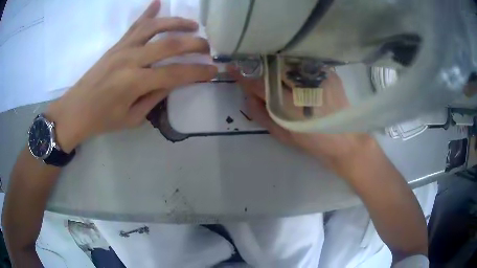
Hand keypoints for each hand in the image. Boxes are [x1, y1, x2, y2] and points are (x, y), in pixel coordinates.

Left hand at [46, 0, 217, 151]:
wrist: (75, 110)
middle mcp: (131, 60)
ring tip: (193, 24)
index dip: (198, 72)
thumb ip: (154, 98)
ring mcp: (122, 49)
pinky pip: (135, 26)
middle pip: (170, 44)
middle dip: (195, 44)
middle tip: (208, 47)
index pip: (175, 73)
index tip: (213, 70)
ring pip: (154, 28)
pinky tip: (158, 3)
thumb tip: (172, 82)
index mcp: (135, 83)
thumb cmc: (102, 120)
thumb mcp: (132, 118)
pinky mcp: (116, 45)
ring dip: (177, 23)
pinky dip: (147, 13)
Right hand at [228, 66, 377, 175]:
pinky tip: (298, 72)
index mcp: (287, 105)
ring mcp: (318, 77)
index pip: (259, 84)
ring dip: (280, 64)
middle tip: (259, 70)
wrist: (344, 141)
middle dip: (263, 68)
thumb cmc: (311, 142)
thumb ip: (261, 114)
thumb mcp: (281, 134)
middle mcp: (302, 87)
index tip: (233, 68)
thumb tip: (247, 95)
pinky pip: (307, 62)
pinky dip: (298, 65)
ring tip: (279, 72)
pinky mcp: (329, 74)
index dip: (243, 76)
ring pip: (289, 62)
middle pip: (273, 69)